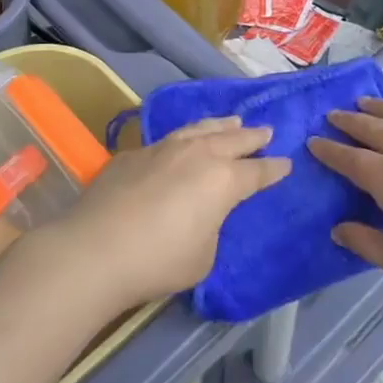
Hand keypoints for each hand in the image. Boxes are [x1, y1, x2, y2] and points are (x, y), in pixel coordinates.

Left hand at [46, 117, 289, 311]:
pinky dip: (184, 138)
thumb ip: (211, 229)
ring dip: (220, 125)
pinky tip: (181, 142)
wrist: (96, 248)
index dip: (273, 169)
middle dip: (252, 137)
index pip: (257, 173)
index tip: (286, 163)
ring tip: (231, 121)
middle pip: (232, 139)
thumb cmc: (159, 260)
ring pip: (199, 129)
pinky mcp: (133, 153)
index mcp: (222, 180)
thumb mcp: (203, 256)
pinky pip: (168, 139)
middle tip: (266, 132)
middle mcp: (197, 155)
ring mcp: (162, 149)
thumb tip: (201, 215)